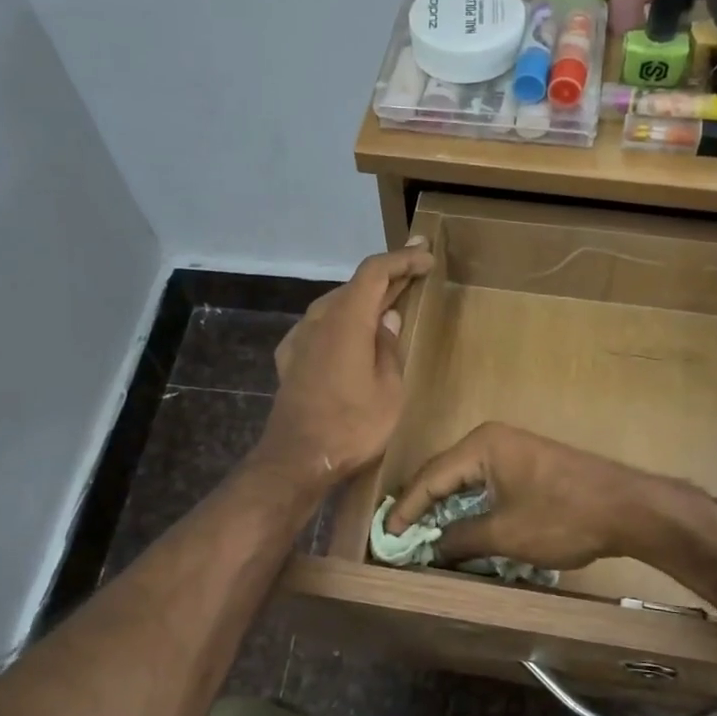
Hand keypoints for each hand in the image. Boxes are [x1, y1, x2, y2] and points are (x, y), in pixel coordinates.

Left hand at [258, 241, 434, 485]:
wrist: (297, 459)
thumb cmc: (352, 426)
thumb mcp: (389, 389)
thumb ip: (388, 347)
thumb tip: (387, 319)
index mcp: (347, 319)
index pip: (375, 271)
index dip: (402, 259)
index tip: (426, 256)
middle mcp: (318, 319)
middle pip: (355, 286)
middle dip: (387, 277)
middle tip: (415, 271)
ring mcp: (299, 338)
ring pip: (336, 305)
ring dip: (364, 300)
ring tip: (390, 303)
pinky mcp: (290, 359)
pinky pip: (321, 327)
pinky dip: (343, 322)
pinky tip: (353, 335)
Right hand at [385, 422, 655, 569]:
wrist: (629, 509)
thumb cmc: (562, 517)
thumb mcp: (505, 533)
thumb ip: (460, 539)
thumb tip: (430, 549)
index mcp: (481, 445)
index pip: (430, 477)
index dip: (406, 510)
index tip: (386, 539)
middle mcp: (492, 439)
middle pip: (444, 474)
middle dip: (422, 508)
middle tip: (400, 539)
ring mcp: (513, 450)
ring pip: (465, 481)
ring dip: (446, 510)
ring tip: (423, 538)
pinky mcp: (528, 465)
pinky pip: (486, 484)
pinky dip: (470, 507)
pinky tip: (461, 529)